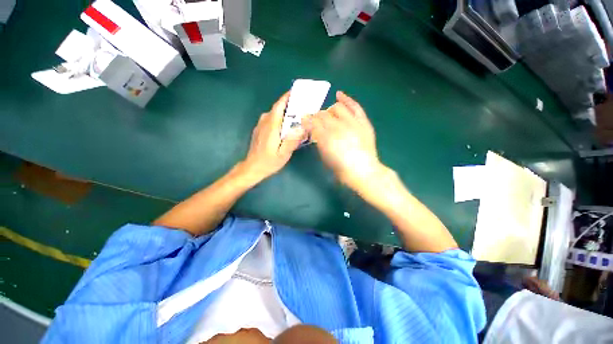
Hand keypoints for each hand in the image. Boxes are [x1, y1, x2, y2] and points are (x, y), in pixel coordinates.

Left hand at [239, 92, 306, 182]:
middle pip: (278, 109)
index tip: (297, 92)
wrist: (252, 168)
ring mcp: (261, 125)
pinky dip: (279, 119)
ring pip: (274, 114)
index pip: (279, 106)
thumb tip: (304, 127)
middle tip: (303, 107)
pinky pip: (271, 120)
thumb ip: (293, 139)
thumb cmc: (269, 161)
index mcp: (271, 125)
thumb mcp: (284, 153)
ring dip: (285, 113)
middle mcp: (265, 122)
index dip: (287, 97)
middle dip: (290, 105)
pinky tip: (286, 126)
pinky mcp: (260, 130)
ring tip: (297, 116)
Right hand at [303, 91, 383, 189]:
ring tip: (328, 115)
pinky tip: (339, 95)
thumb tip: (314, 130)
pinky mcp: (363, 122)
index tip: (304, 120)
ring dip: (329, 110)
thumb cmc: (341, 168)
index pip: (313, 122)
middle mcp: (338, 127)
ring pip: (336, 108)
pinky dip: (346, 99)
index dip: (307, 120)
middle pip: (323, 114)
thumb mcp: (325, 156)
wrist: (363, 171)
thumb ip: (318, 141)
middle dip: (317, 116)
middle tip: (316, 121)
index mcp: (326, 138)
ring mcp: (352, 123)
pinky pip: (354, 106)